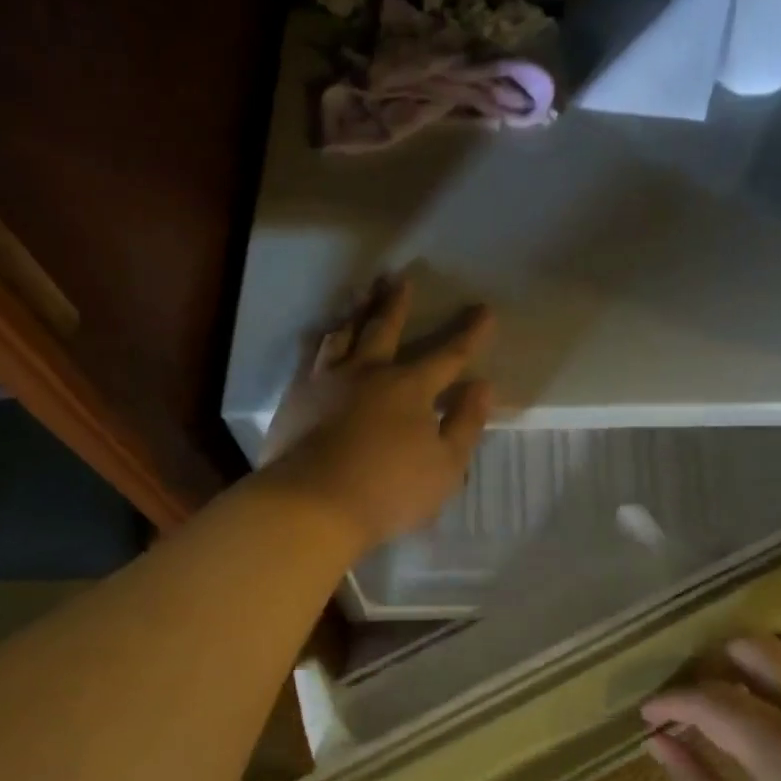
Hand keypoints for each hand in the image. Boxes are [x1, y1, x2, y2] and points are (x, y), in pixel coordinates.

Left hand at [263, 277, 494, 548]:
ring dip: (357, 311)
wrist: (312, 503)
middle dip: (397, 302)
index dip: (469, 334)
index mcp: (410, 388)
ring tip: (361, 293)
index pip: (448, 355)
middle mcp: (368, 372)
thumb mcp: (445, 467)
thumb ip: (465, 424)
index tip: (484, 310)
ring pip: (344, 334)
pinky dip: (321, 341)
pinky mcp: (296, 397)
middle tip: (400, 276)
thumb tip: (482, 386)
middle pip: (386, 328)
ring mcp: (327, 381)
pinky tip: (321, 336)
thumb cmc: (388, 490)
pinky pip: (310, 357)